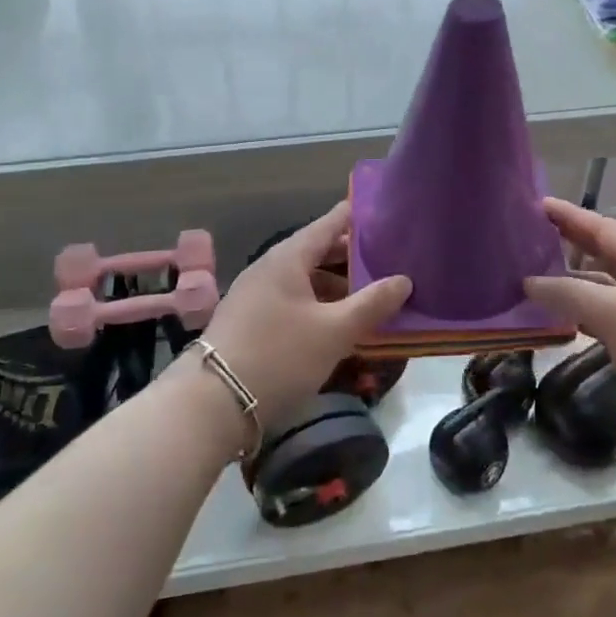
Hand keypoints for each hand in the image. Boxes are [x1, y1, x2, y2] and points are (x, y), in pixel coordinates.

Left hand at [198, 201, 411, 426]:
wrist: (211, 404)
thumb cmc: (279, 355)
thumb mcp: (334, 331)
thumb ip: (372, 304)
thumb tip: (404, 280)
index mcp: (288, 258)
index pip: (329, 224)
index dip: (357, 217)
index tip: (385, 212)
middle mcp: (270, 268)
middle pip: (318, 252)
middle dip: (353, 256)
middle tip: (390, 258)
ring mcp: (256, 295)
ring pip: (306, 279)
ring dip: (338, 285)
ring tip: (372, 295)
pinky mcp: (251, 322)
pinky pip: (294, 301)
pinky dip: (320, 304)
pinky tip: (338, 323)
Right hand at [524, 199, 615, 461]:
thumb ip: (572, 294)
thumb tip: (528, 281)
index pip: (604, 229)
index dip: (570, 216)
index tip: (536, 205)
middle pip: (602, 256)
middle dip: (567, 245)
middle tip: (526, 237)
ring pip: (600, 290)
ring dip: (569, 284)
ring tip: (529, 276)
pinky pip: (601, 319)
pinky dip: (578, 315)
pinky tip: (553, 318)